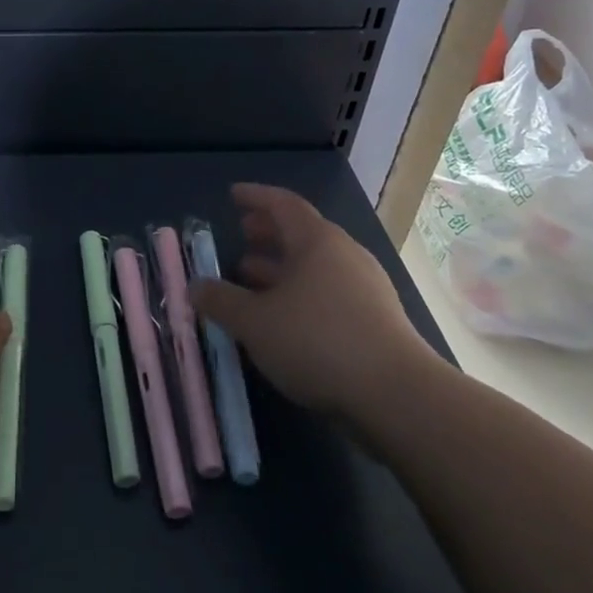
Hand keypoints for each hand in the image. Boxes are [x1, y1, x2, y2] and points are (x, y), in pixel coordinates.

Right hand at [191, 183, 438, 438]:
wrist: (398, 396)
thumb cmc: (318, 341)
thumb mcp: (255, 322)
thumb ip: (221, 301)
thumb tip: (195, 287)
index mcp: (317, 241)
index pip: (283, 204)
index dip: (255, 197)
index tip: (233, 195)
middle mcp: (344, 255)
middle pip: (302, 233)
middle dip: (268, 233)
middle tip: (242, 235)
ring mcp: (365, 288)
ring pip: (315, 267)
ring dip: (282, 268)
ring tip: (252, 279)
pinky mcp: (377, 321)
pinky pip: (329, 293)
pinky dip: (301, 295)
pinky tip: (283, 319)